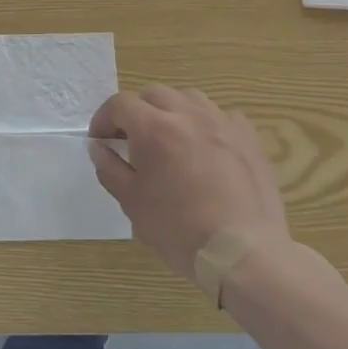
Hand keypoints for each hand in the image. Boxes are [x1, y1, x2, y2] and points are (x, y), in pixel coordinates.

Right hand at [88, 87, 289, 281]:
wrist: (243, 254)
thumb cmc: (179, 230)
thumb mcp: (132, 202)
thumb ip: (110, 168)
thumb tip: (98, 147)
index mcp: (154, 128)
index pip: (119, 104)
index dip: (104, 119)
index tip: (101, 141)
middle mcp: (188, 115)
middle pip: (153, 94)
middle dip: (136, 111)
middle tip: (131, 139)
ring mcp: (222, 123)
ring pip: (189, 97)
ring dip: (171, 110)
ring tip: (169, 137)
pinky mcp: (249, 139)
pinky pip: (222, 115)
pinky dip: (206, 123)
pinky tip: (205, 146)